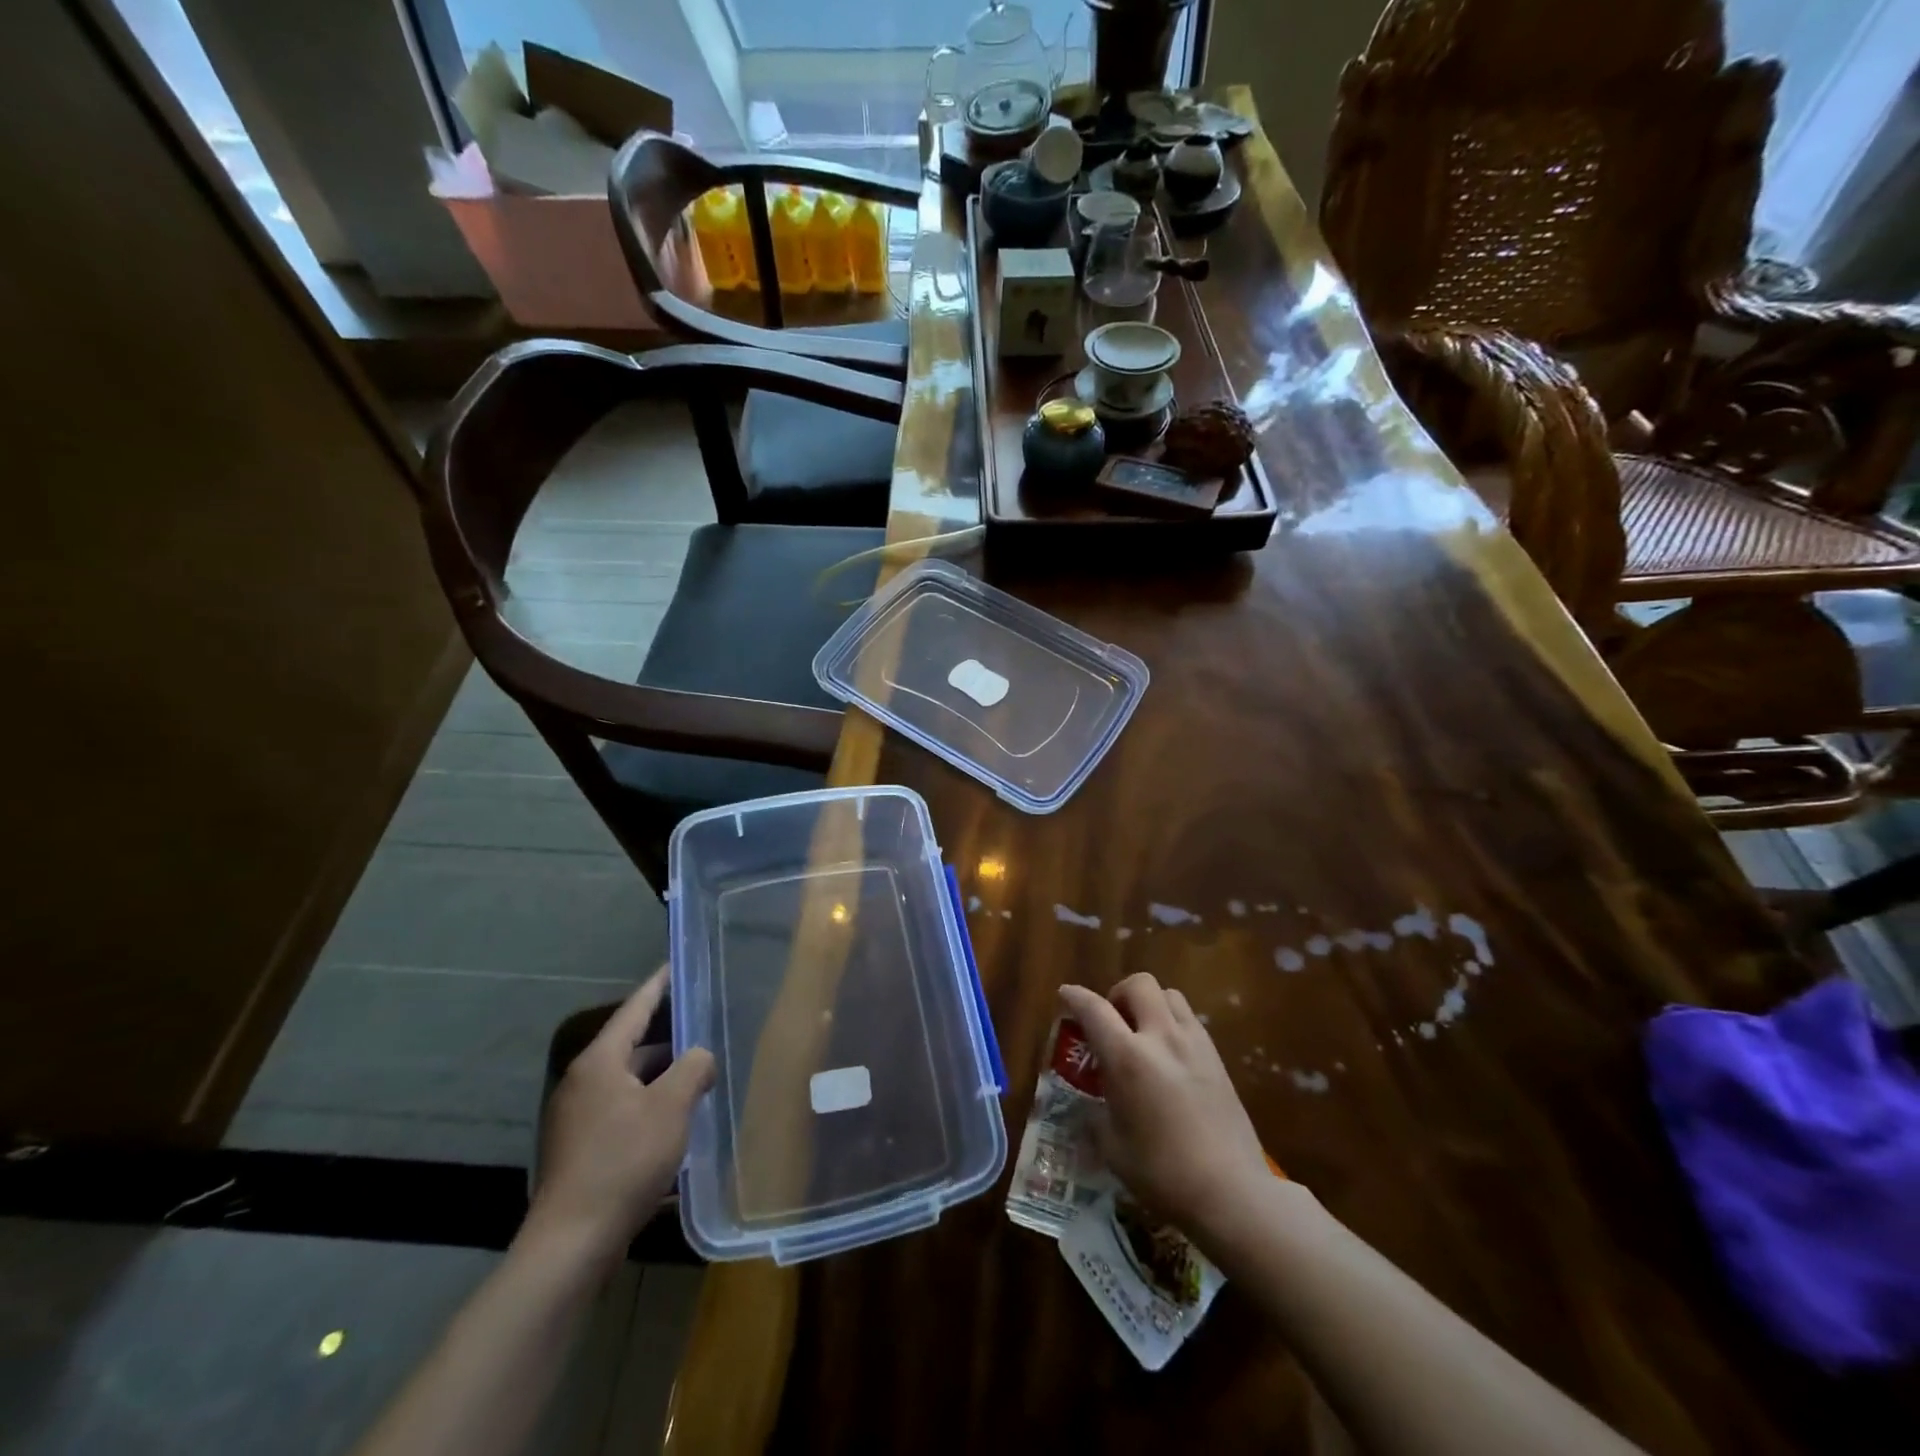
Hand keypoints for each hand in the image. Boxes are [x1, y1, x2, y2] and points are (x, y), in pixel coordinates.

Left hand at [526, 967, 714, 1267]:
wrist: (571, 1244)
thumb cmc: (624, 1161)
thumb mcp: (671, 1107)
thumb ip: (693, 1068)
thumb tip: (700, 1055)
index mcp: (599, 1062)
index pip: (634, 1009)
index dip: (658, 986)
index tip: (676, 965)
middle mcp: (582, 1082)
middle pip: (631, 1045)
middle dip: (668, 1037)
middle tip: (704, 1024)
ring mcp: (576, 1117)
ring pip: (627, 1080)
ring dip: (661, 1075)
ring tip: (698, 1073)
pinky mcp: (579, 1148)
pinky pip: (621, 1109)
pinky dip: (648, 1103)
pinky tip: (674, 1119)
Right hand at [1059, 974, 1268, 1234]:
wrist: (1231, 1192)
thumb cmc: (1162, 1173)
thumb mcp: (1113, 1148)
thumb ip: (1097, 1115)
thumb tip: (1092, 1106)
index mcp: (1128, 1058)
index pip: (1094, 1009)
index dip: (1075, 997)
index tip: (1065, 994)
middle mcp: (1161, 1038)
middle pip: (1139, 985)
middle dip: (1118, 993)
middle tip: (1112, 1022)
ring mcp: (1194, 1044)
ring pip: (1169, 994)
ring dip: (1149, 1003)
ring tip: (1143, 1033)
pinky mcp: (1217, 1058)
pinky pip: (1189, 1019)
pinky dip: (1172, 1022)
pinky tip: (1169, 1055)